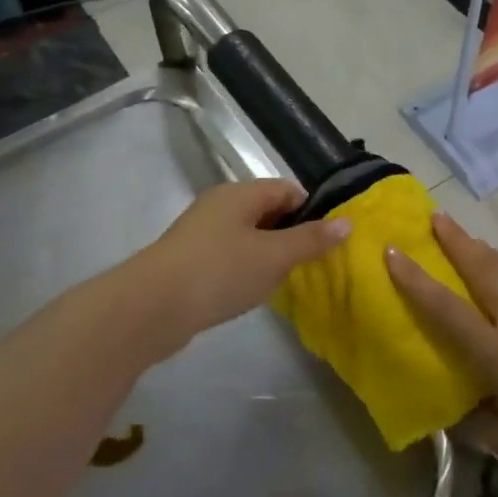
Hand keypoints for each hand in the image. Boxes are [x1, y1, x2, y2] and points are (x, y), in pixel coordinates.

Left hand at [146, 180, 348, 340]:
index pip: (287, 189)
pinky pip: (229, 255)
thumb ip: (311, 240)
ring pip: (248, 235)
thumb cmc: (219, 272)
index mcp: (240, 194)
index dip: (312, 211)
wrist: (150, 308)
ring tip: (284, 281)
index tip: (327, 241)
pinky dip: (245, 268)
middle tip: (310, 264)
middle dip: (291, 234)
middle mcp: (219, 205)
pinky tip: (251, 291)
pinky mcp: (189, 259)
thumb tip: (347, 222)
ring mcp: (201, 232)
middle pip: (267, 210)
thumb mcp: (274, 256)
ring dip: (268, 254)